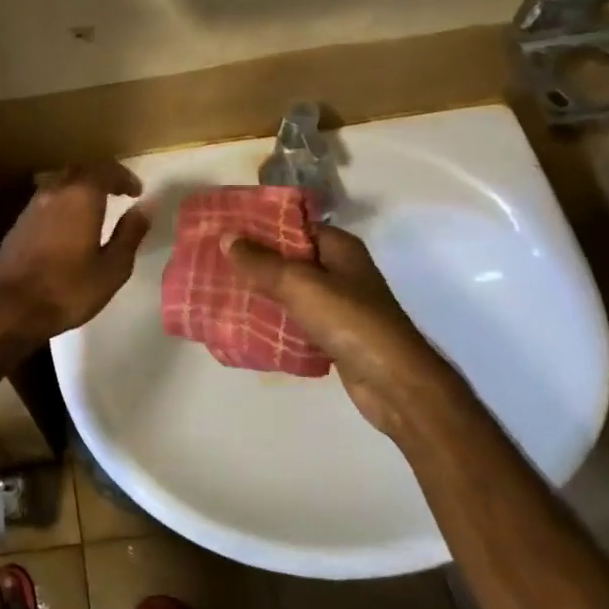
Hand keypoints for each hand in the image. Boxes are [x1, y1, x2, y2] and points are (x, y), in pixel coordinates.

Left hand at [0, 163, 150, 343]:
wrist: (12, 308)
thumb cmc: (69, 290)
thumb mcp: (113, 268)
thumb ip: (130, 233)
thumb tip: (145, 207)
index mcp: (81, 198)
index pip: (105, 170)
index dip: (124, 177)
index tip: (136, 192)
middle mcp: (54, 193)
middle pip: (80, 171)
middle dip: (101, 177)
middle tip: (118, 192)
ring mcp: (32, 207)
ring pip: (59, 184)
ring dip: (79, 189)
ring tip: (94, 207)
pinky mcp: (18, 224)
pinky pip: (45, 201)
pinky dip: (62, 203)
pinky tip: (68, 225)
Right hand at [224, 225, 468, 438]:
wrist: (393, 383)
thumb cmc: (350, 321)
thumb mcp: (300, 284)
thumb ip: (261, 262)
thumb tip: (226, 237)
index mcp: (339, 248)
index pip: (294, 225)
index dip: (260, 225)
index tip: (225, 229)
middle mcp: (340, 270)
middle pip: (289, 258)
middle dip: (254, 260)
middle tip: (214, 260)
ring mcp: (338, 304)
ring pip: (290, 290)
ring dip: (260, 291)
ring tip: (219, 289)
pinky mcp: (332, 334)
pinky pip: (295, 319)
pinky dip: (273, 319)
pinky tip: (243, 322)